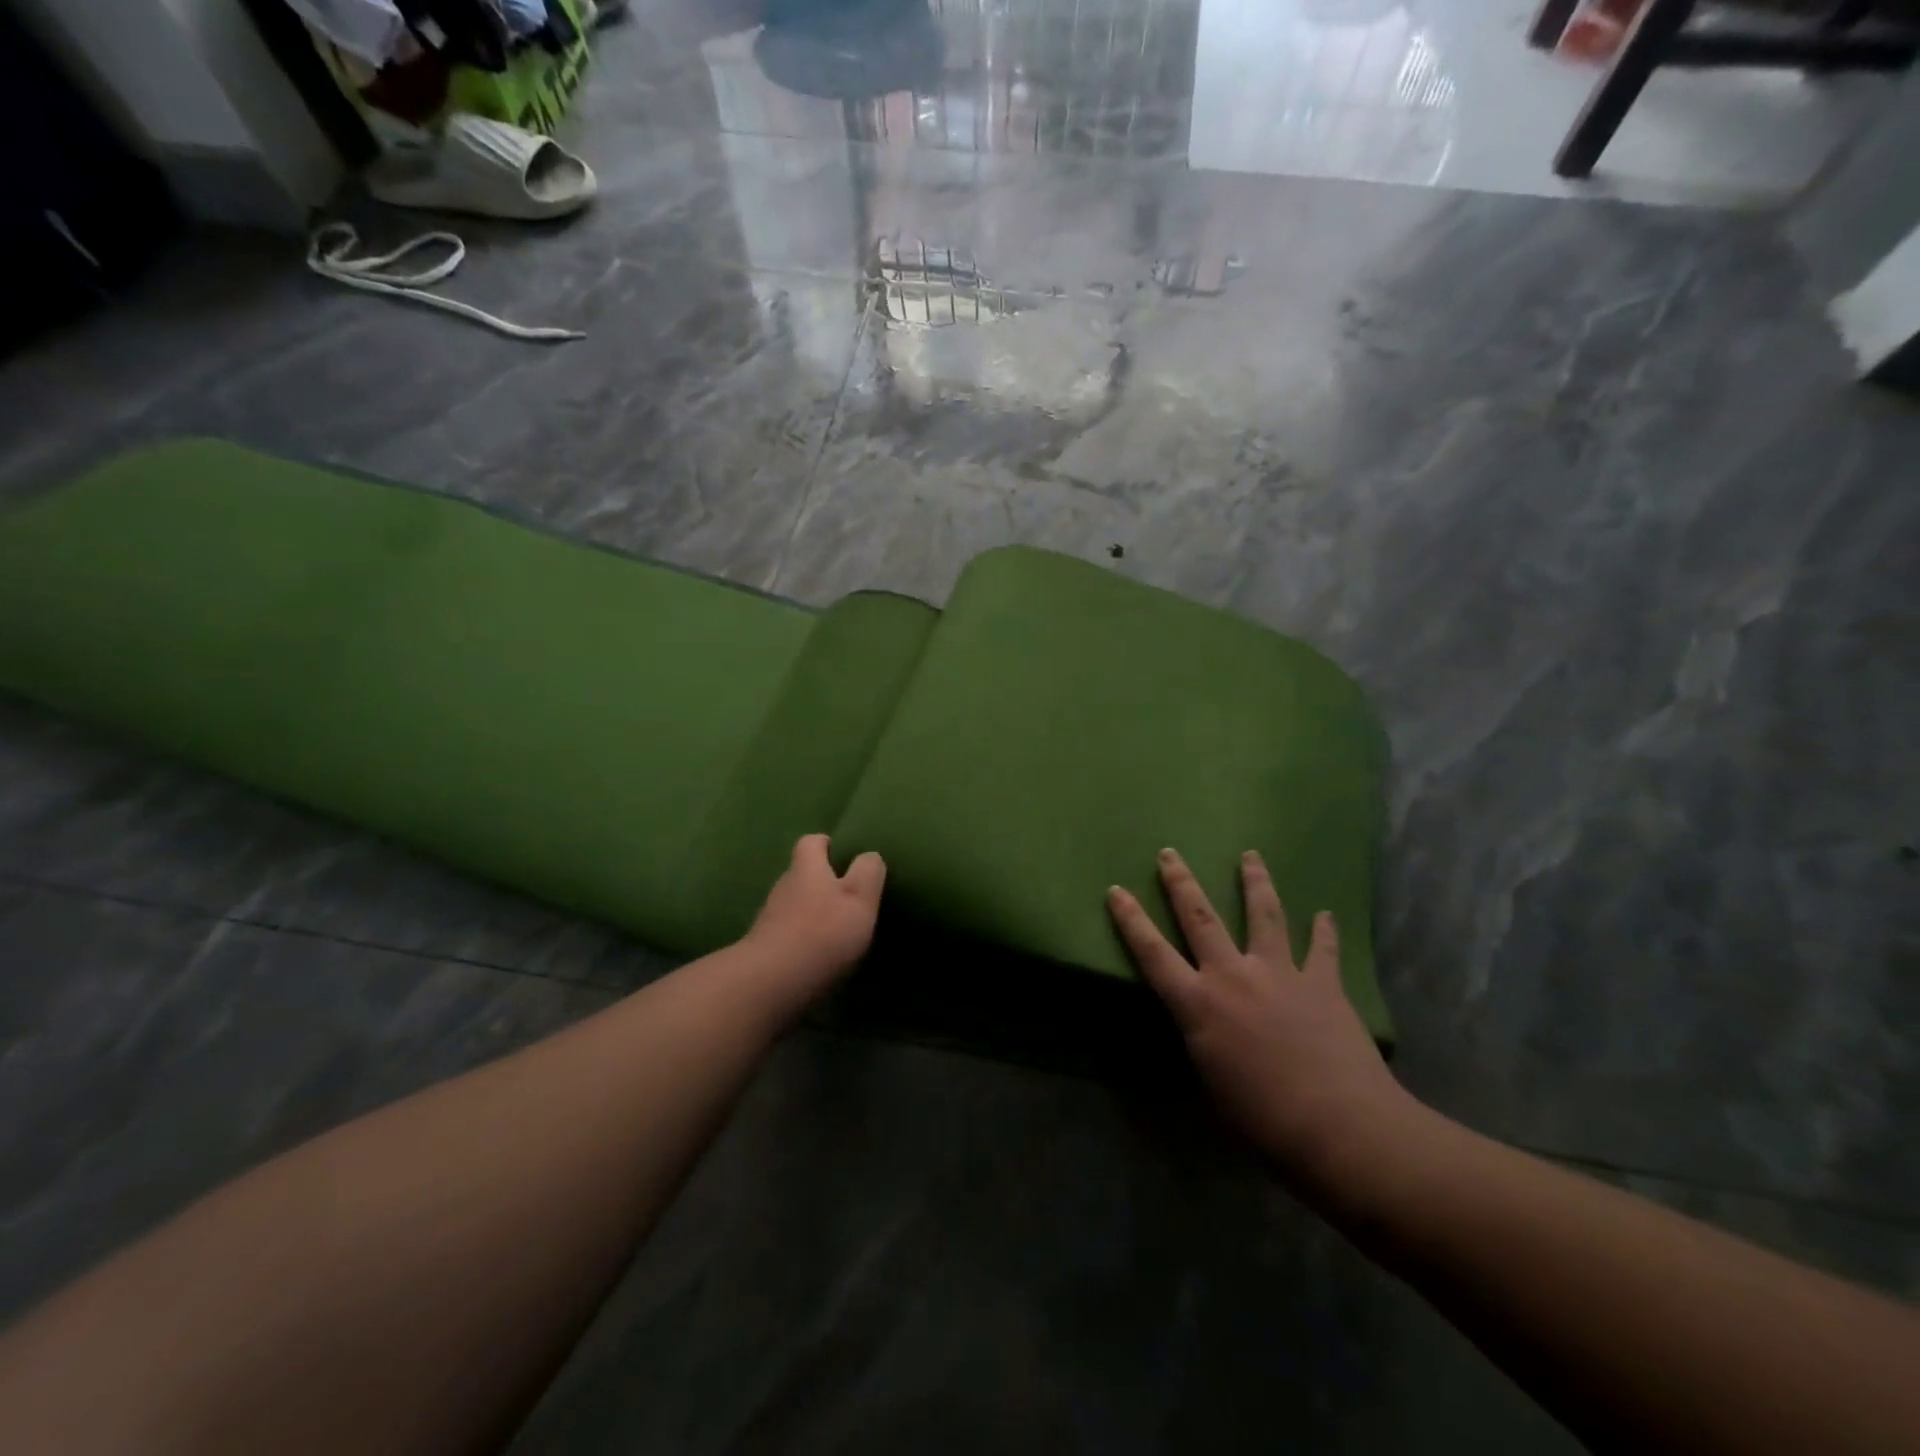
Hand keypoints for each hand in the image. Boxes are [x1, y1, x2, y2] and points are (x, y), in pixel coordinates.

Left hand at [743, 834, 886, 997]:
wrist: (771, 983)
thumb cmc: (823, 933)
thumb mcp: (860, 899)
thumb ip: (868, 872)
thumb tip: (869, 855)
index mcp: (807, 869)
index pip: (812, 842)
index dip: (826, 844)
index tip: (840, 853)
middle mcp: (784, 886)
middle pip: (801, 873)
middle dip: (821, 880)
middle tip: (846, 896)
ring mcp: (769, 918)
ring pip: (793, 903)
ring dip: (811, 911)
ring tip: (834, 928)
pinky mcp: (764, 946)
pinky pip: (786, 931)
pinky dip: (801, 936)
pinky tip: (816, 952)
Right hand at [1108, 849, 1409, 1181]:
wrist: (1338, 1125)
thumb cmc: (1262, 1118)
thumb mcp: (1211, 1081)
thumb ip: (1203, 1040)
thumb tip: (1205, 1025)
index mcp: (1199, 1004)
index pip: (1152, 953)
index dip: (1131, 920)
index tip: (1116, 890)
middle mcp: (1233, 976)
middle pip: (1201, 918)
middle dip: (1181, 883)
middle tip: (1170, 853)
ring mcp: (1280, 973)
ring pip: (1264, 915)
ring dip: (1255, 882)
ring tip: (1251, 856)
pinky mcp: (1322, 983)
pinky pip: (1322, 949)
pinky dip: (1323, 930)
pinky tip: (1325, 914)